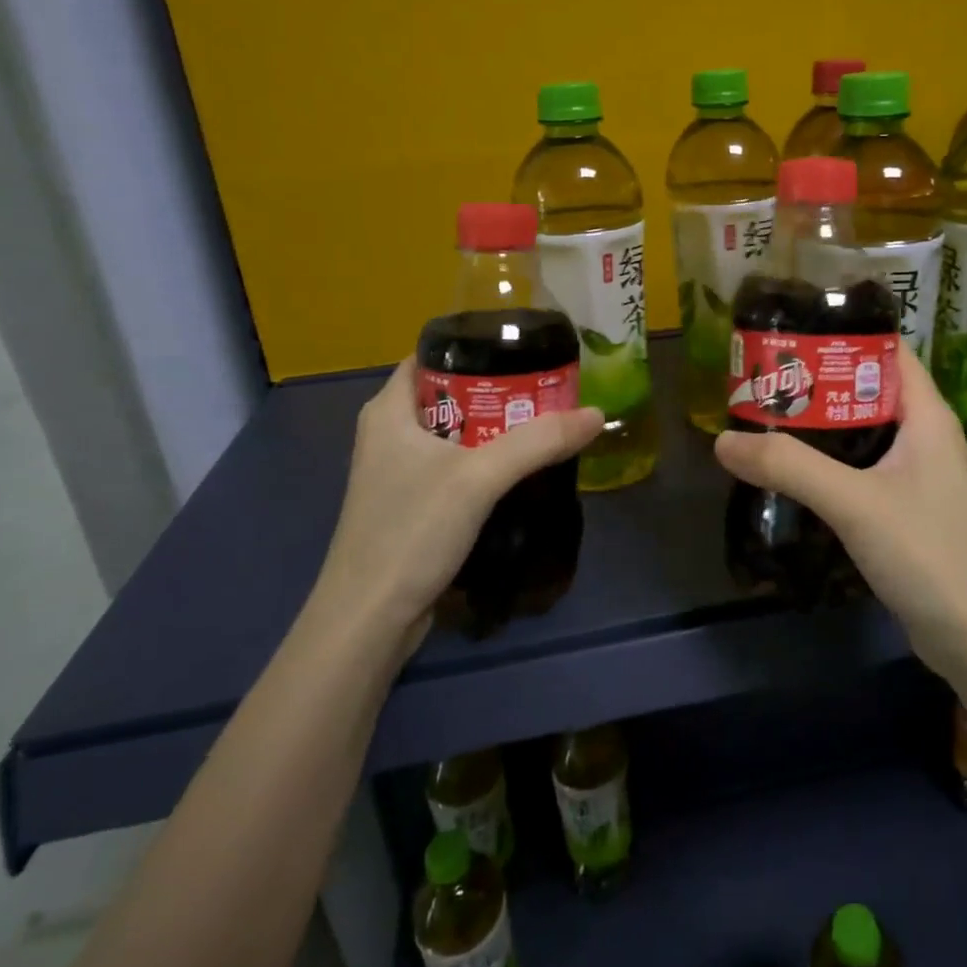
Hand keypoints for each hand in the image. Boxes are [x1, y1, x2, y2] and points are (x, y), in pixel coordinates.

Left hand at [304, 360, 603, 656]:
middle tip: (550, 388)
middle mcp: (390, 434)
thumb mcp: (478, 479)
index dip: (478, 346)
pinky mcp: (413, 505)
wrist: (369, 621)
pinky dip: (488, 461)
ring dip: (498, 429)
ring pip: (457, 433)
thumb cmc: (410, 532)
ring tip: (547, 422)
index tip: (527, 349)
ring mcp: (400, 472)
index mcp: (388, 410)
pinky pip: (457, 466)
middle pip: (452, 394)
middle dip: (501, 390)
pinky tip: (523, 469)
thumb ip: (538, 442)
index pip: (433, 355)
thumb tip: (597, 414)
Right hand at [714, 348, 966, 676]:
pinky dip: (828, 464)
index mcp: (926, 414)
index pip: (885, 350)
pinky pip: (861, 471)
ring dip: (819, 426)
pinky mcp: (906, 510)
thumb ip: (789, 467)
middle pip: (866, 390)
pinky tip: (791, 474)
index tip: (788, 331)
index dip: (841, 333)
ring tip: (764, 419)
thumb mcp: (855, 503)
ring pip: (862, 433)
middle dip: (817, 382)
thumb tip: (723, 440)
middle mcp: (925, 435)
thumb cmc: (930, 554)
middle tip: (761, 379)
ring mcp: (918, 475)